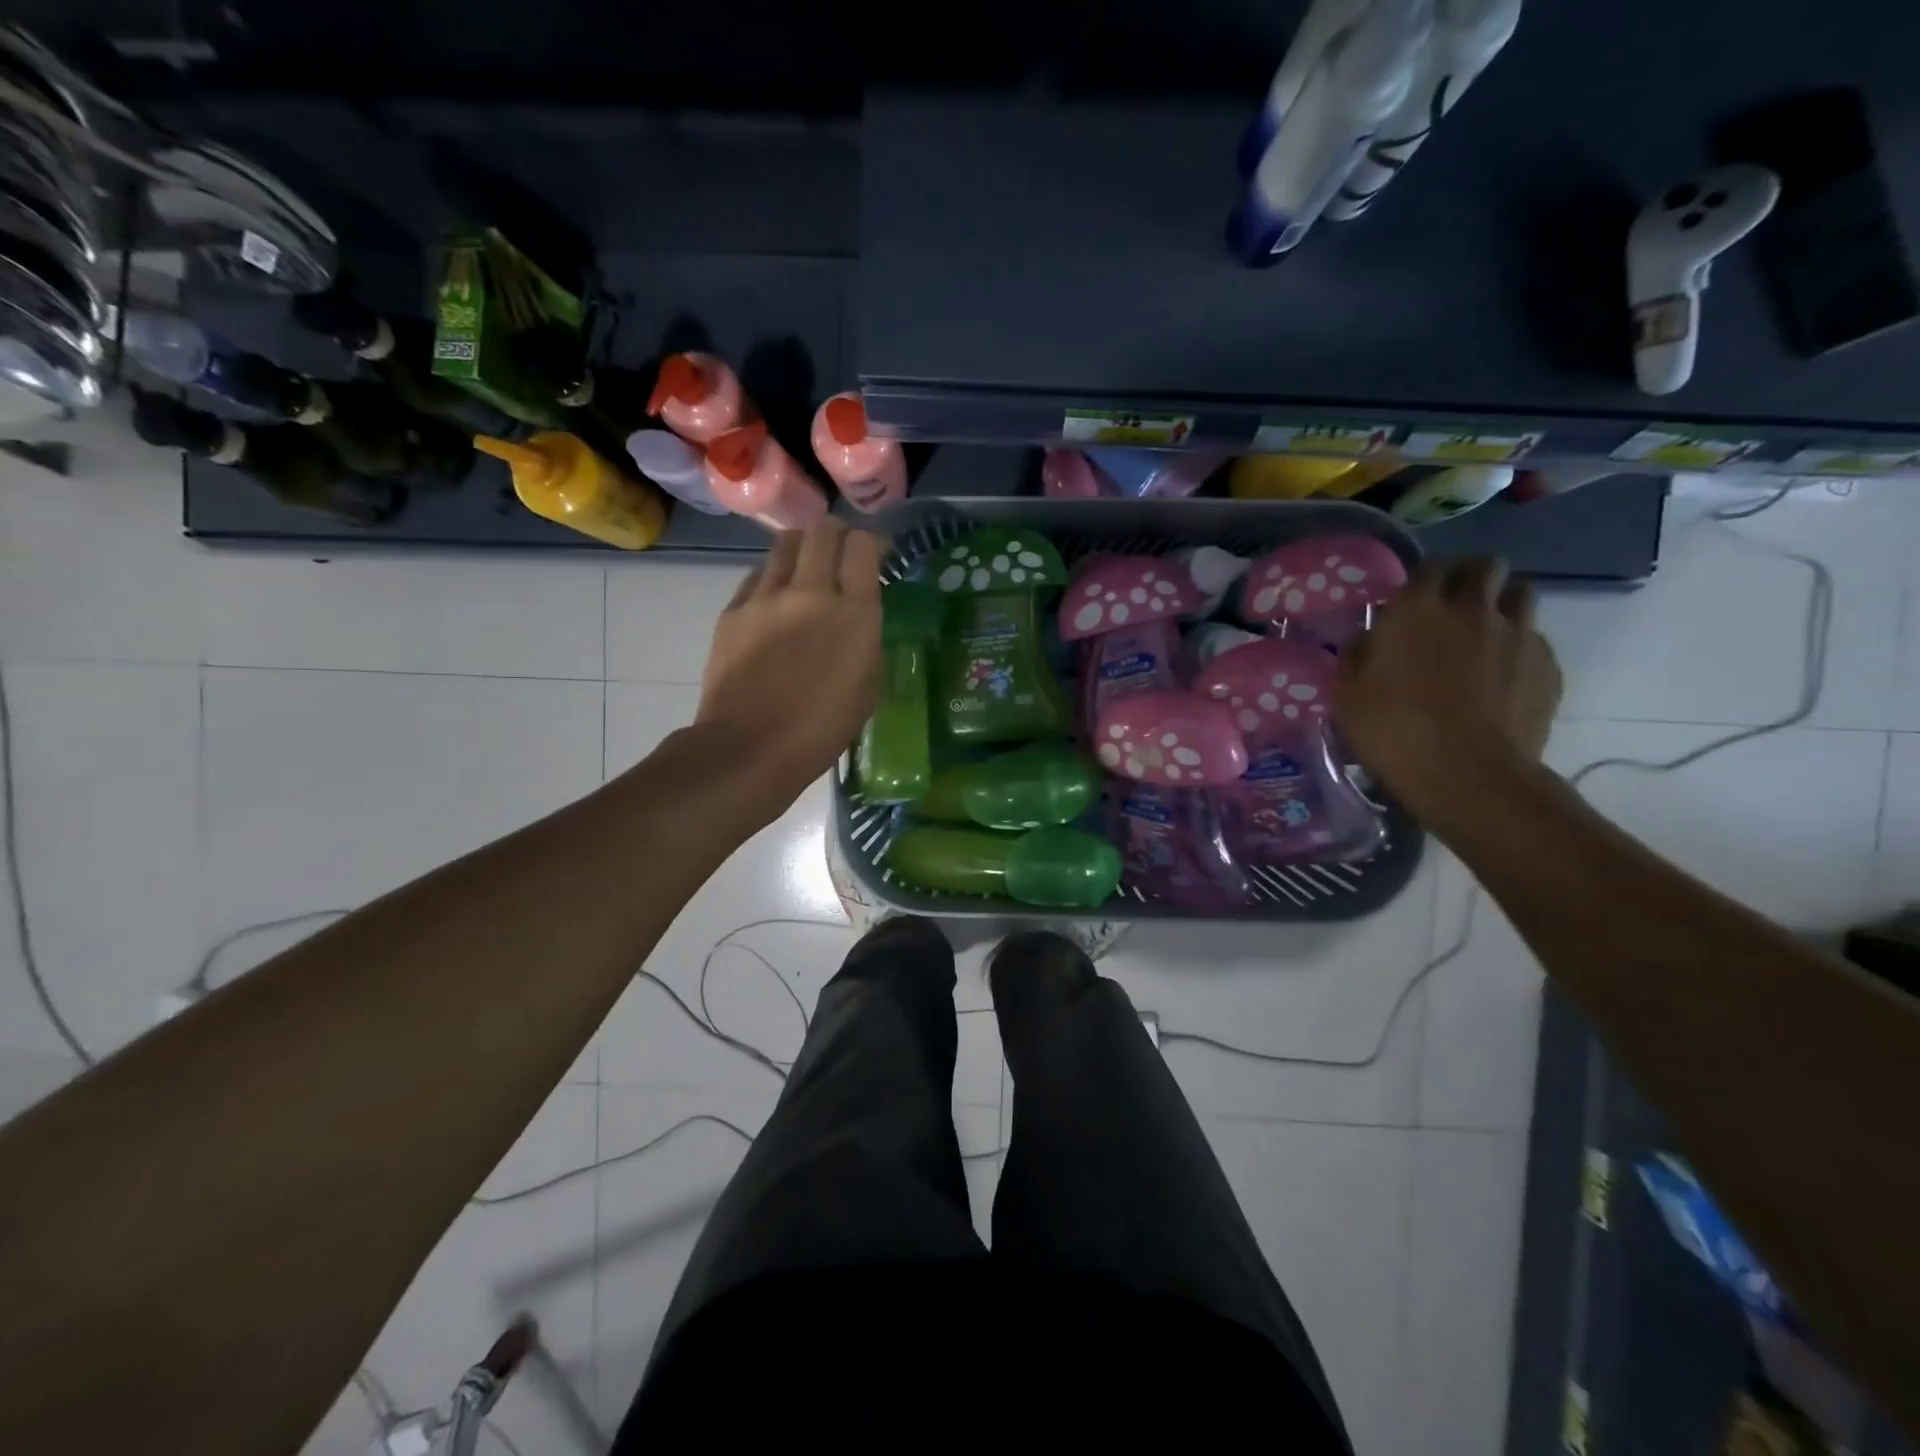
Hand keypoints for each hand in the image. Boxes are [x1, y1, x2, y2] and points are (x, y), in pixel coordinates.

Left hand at [696, 521, 884, 817]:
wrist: (750, 747)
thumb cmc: (821, 729)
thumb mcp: (867, 686)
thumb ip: (865, 639)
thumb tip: (856, 616)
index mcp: (855, 614)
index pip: (863, 546)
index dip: (870, 544)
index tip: (874, 557)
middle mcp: (812, 592)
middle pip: (823, 532)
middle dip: (836, 536)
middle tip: (840, 555)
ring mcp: (767, 597)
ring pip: (786, 544)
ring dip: (802, 549)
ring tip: (805, 571)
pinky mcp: (734, 610)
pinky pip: (758, 575)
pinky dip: (772, 577)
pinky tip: (775, 602)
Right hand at [1334, 557, 1561, 822]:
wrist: (1466, 773)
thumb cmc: (1392, 729)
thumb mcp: (1347, 693)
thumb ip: (1357, 655)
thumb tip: (1369, 638)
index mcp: (1417, 609)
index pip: (1430, 566)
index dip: (1425, 577)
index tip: (1415, 596)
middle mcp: (1472, 608)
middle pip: (1486, 566)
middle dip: (1473, 576)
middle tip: (1456, 603)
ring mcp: (1518, 634)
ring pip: (1522, 593)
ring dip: (1504, 602)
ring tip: (1487, 630)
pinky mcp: (1548, 665)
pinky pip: (1536, 638)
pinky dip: (1521, 645)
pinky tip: (1505, 674)